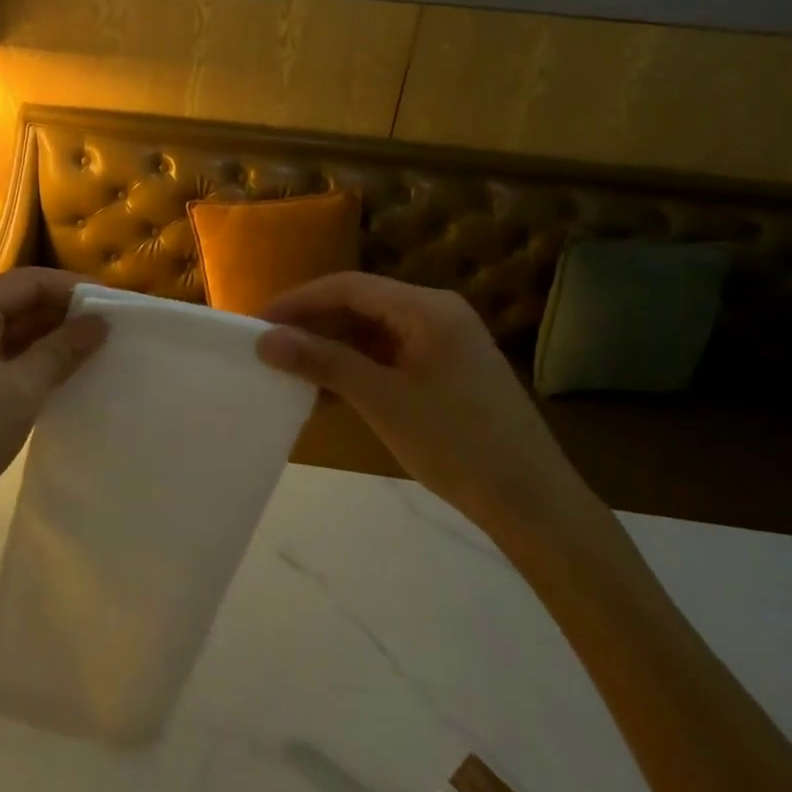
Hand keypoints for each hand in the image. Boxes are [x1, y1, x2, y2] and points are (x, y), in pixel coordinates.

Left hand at [0, 268, 107, 558]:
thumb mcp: (21, 389)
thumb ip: (62, 350)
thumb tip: (99, 322)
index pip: (29, 281)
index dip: (73, 287)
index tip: (115, 302)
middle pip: (19, 304)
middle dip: (64, 314)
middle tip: (113, 329)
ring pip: (13, 336)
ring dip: (51, 342)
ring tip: (98, 352)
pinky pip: (4, 363)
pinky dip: (34, 366)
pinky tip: (66, 379)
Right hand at [255, 272, 592, 545]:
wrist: (533, 505)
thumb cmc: (456, 443)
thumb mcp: (380, 400)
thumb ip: (322, 362)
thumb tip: (265, 339)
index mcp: (427, 308)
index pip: (349, 286)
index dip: (299, 300)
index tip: (258, 322)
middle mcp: (436, 314)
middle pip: (360, 306)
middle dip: (313, 325)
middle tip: (269, 348)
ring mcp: (443, 344)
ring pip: (371, 334)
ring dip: (331, 350)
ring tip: (290, 371)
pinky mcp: (445, 372)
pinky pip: (388, 358)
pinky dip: (355, 371)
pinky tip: (326, 394)